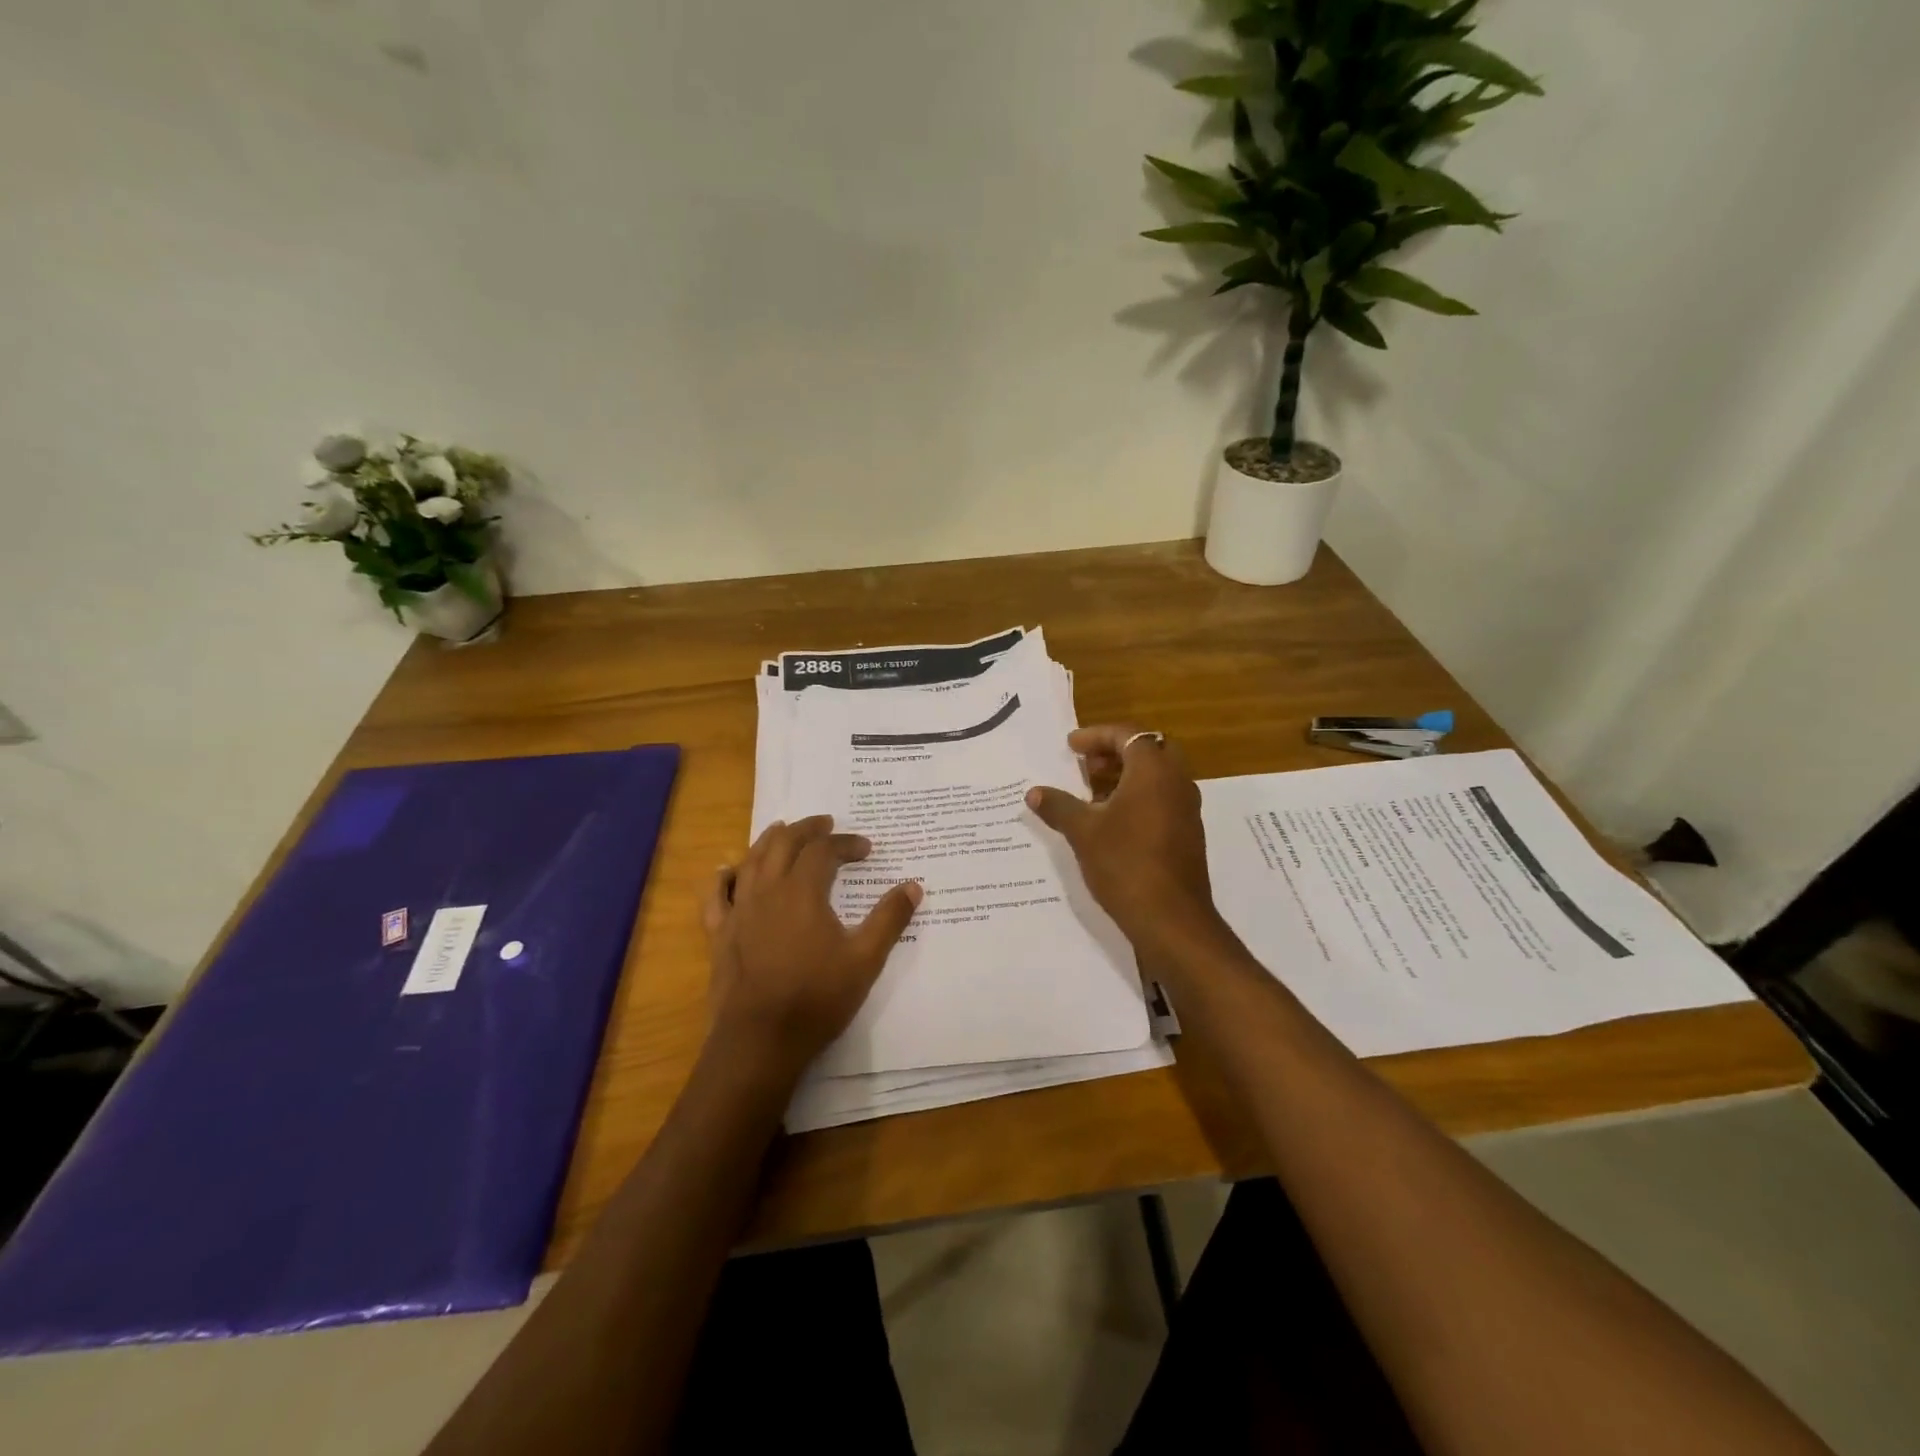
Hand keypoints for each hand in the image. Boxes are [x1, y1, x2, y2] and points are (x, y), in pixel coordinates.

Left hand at [703, 815, 921, 1076]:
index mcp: (802, 891)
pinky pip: (715, 895)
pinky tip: (728, 869)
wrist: (761, 1040)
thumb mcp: (865, 959)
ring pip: (751, 860)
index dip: (846, 843)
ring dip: (769, 840)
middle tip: (826, 824)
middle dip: (807, 829)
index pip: (824, 851)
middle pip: (784, 844)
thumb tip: (913, 886)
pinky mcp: (719, 933)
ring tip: (783, 830)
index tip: (866, 849)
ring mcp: (739, 910)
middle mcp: (767, 890)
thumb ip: (889, 919)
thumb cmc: (817, 998)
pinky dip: (722, 876)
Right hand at [1026, 725, 1228, 960]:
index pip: (1127, 735)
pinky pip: (1164, 800)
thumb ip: (1058, 806)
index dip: (1096, 736)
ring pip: (1159, 777)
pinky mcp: (1188, 835)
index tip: (1071, 747)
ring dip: (1128, 776)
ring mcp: (1187, 810)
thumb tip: (1034, 793)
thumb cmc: (1125, 863)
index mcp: (1153, 771)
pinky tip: (1112, 821)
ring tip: (1093, 793)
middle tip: (1089, 766)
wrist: (1171, 919)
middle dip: (1117, 751)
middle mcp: (1176, 783)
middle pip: (1150, 750)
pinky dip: (1139, 797)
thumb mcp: (1083, 832)